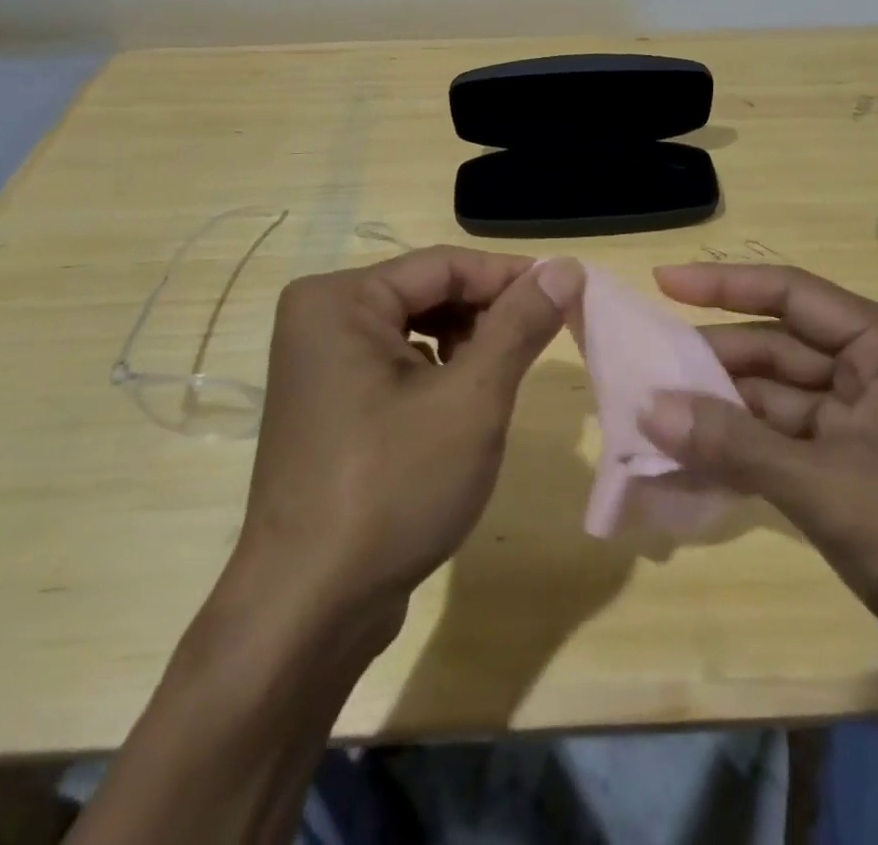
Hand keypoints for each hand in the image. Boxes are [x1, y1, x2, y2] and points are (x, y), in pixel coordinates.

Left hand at [230, 247, 583, 631]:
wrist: (309, 612)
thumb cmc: (392, 489)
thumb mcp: (471, 400)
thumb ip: (520, 325)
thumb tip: (566, 266)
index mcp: (339, 300)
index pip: (444, 265)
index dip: (511, 277)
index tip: (569, 294)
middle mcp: (320, 318)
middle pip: (427, 292)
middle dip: (488, 314)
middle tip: (542, 341)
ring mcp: (319, 363)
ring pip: (415, 327)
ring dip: (468, 344)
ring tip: (503, 378)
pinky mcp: (329, 402)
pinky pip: (396, 362)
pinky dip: (439, 372)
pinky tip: (464, 404)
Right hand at [640, 263, 877, 673]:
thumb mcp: (825, 485)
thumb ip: (735, 444)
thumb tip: (651, 408)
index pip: (791, 294)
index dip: (722, 285)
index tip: (663, 282)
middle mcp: (875, 366)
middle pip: (778, 348)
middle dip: (714, 361)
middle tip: (646, 367)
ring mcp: (867, 415)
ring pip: (779, 396)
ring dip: (724, 409)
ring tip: (655, 415)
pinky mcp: (858, 459)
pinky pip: (788, 437)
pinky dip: (746, 447)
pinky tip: (694, 456)